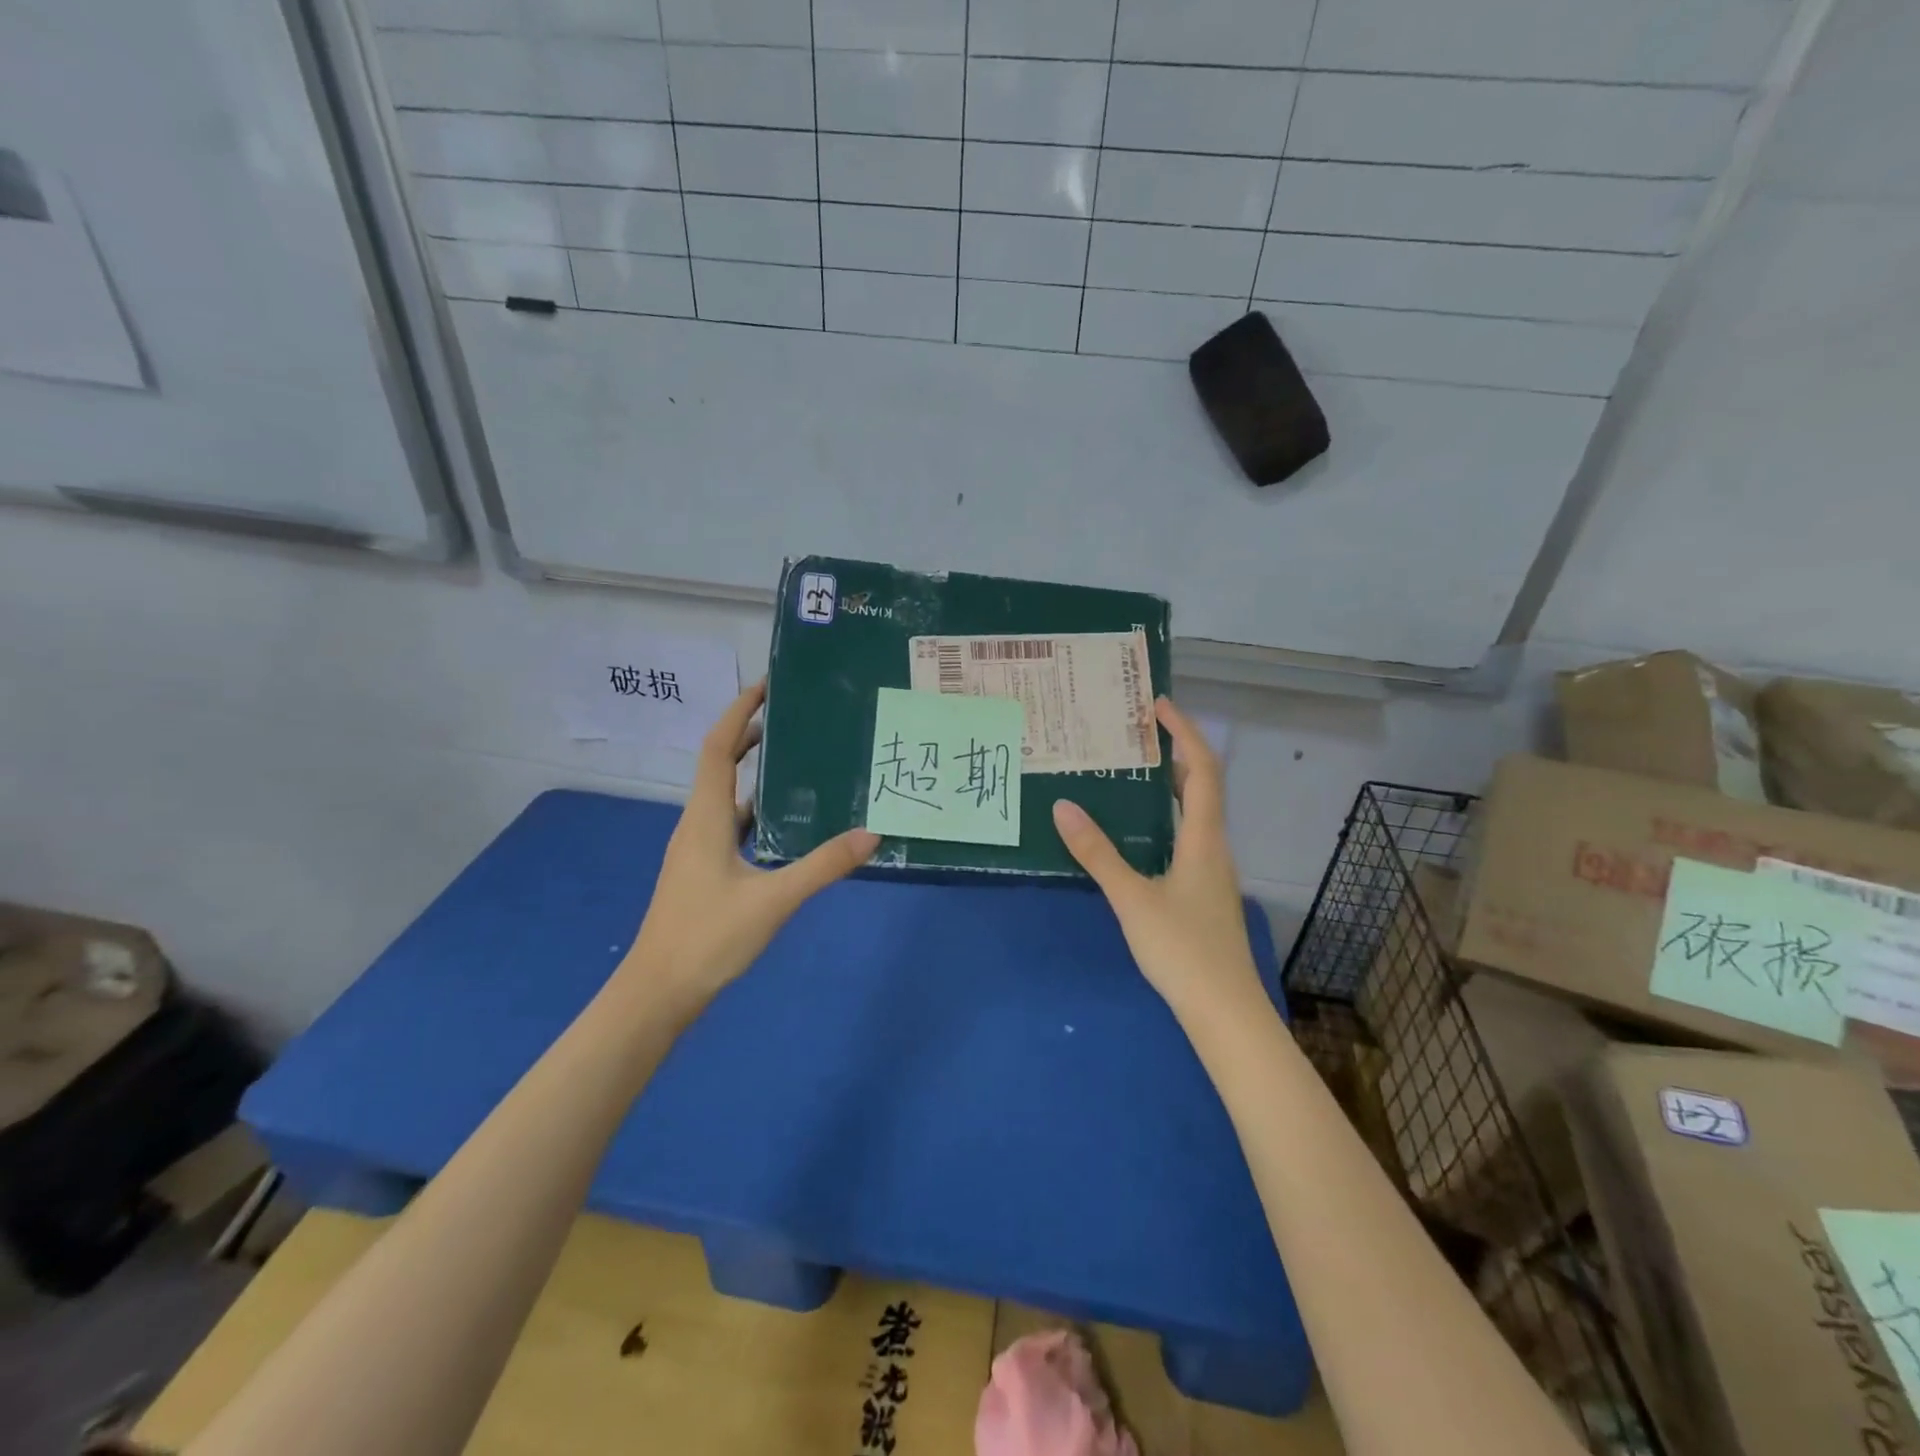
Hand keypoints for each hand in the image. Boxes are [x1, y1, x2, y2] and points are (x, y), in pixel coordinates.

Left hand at [622, 682, 878, 1008]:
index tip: (768, 686)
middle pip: (720, 764)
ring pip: (726, 795)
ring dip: (754, 772)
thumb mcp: (773, 900)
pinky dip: (755, 810)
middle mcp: (697, 823)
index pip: (719, 747)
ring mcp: (696, 848)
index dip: (739, 711)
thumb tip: (872, 834)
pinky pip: (730, 823)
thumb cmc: (707, 938)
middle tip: (794, 718)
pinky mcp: (702, 869)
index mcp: (706, 817)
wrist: (657, 993)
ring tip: (798, 761)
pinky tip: (784, 823)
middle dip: (751, 735)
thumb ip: (823, 866)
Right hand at [1051, 698, 1262, 1024]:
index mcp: (1203, 838)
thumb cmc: (1182, 950)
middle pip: (1202, 786)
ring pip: (1195, 814)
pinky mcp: (1204, 892)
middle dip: (1174, 754)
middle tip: (1135, 736)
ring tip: (1130, 774)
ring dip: (1169, 786)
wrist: (1224, 1011)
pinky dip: (1165, 818)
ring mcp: (1212, 871)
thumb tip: (1063, 806)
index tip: (1158, 705)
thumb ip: (1097, 853)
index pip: (1202, 769)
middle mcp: (1213, 846)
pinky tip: (1138, 833)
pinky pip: (1187, 837)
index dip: (1185, 733)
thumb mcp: (1131, 898)